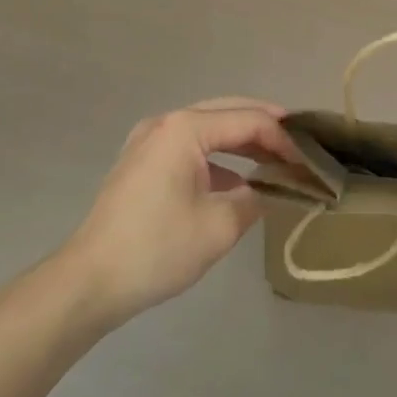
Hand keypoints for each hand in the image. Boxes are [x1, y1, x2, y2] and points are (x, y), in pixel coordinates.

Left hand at [55, 97, 299, 328]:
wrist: (86, 284)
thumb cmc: (156, 250)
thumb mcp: (220, 226)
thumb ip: (257, 197)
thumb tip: (276, 188)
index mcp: (186, 129)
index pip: (249, 121)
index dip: (284, 139)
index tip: (309, 162)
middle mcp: (167, 122)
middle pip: (229, 111)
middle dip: (266, 126)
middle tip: (300, 143)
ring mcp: (149, 140)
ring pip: (209, 127)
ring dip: (243, 140)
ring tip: (275, 158)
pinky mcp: (141, 162)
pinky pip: (190, 145)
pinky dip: (218, 156)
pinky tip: (238, 180)